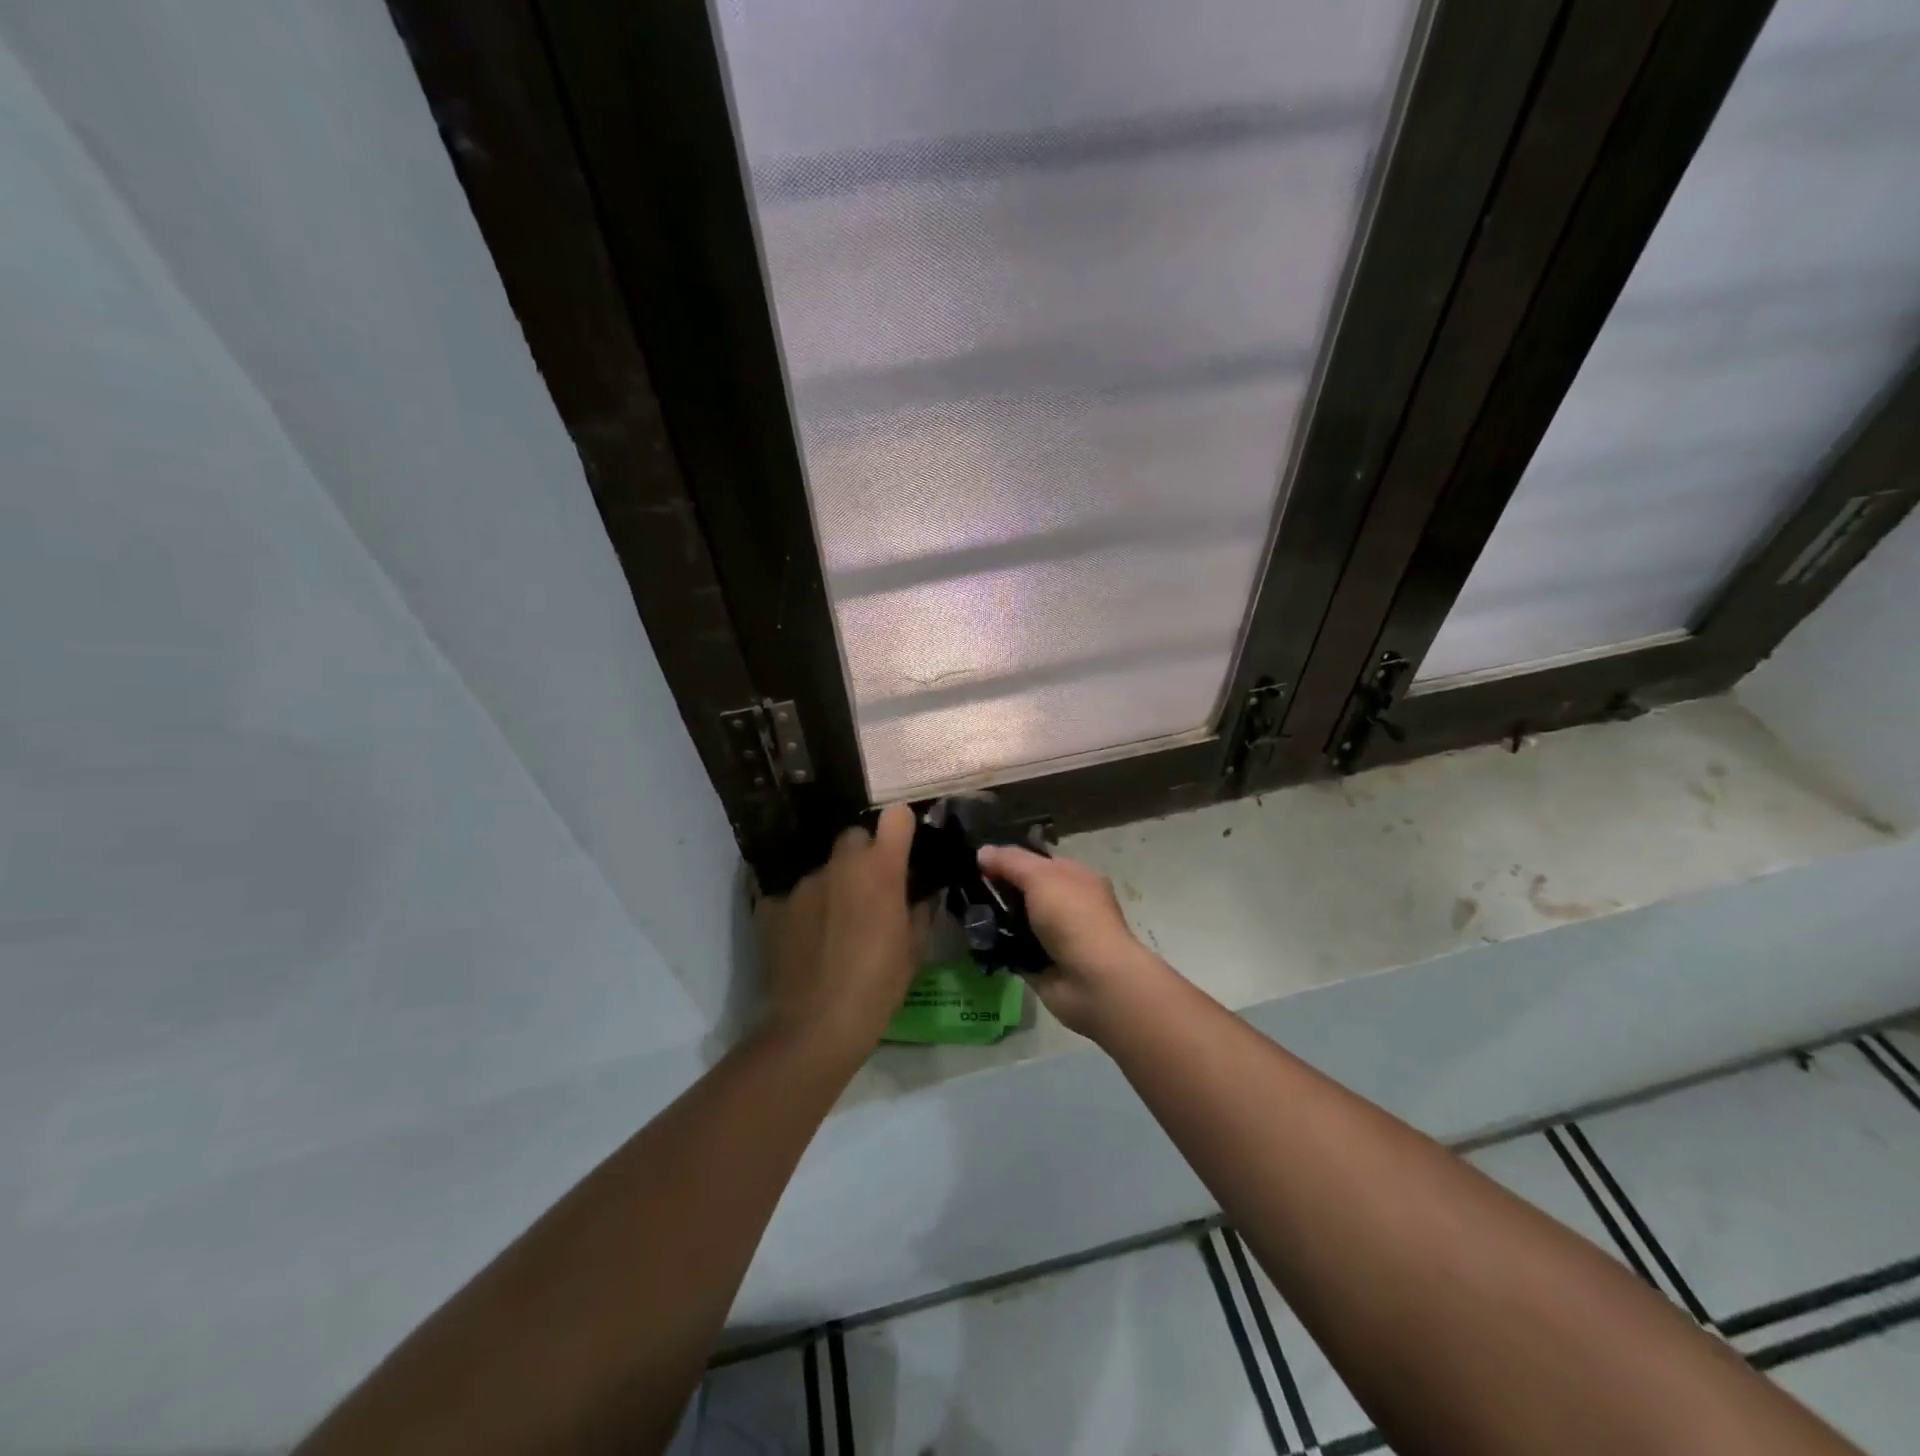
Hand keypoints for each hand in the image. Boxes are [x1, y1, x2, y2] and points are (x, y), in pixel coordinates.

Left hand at [755, 804, 927, 1057]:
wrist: (815, 1026)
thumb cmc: (878, 987)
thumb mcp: (914, 952)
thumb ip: (920, 913)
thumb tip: (922, 897)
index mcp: (880, 870)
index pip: (895, 818)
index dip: (901, 828)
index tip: (904, 847)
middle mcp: (839, 865)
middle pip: (853, 838)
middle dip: (864, 856)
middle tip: (870, 891)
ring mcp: (801, 884)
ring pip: (823, 870)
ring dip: (833, 886)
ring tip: (836, 927)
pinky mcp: (771, 906)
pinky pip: (794, 897)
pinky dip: (803, 911)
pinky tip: (806, 941)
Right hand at [974, 846, 1170, 1038]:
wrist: (1094, 981)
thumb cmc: (1073, 918)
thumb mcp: (1041, 877)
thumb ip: (1010, 861)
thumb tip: (982, 852)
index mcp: (1076, 878)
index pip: (1039, 862)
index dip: (1009, 859)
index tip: (978, 862)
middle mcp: (1068, 905)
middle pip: (1026, 891)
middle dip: (998, 889)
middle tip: (964, 887)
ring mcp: (1055, 937)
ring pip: (1017, 921)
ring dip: (994, 919)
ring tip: (964, 912)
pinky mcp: (1041, 965)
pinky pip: (1012, 950)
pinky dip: (996, 947)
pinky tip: (973, 939)